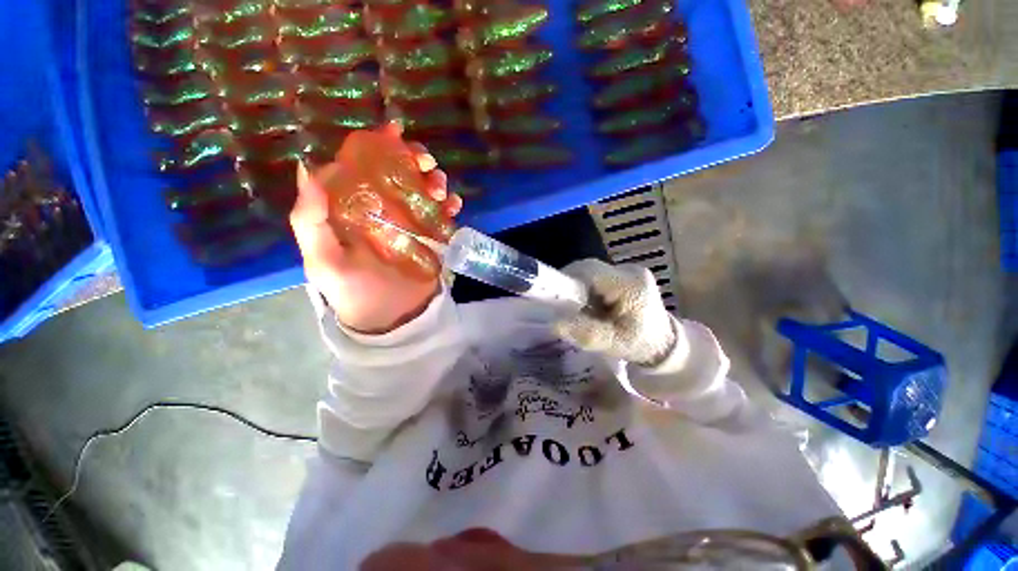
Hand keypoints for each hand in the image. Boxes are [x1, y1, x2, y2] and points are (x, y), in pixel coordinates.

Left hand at [290, 123, 462, 333]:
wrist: (389, 318)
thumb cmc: (352, 291)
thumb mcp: (323, 258)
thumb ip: (310, 219)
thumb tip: (308, 167)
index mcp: (354, 207)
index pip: (363, 166)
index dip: (376, 146)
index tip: (394, 133)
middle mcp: (383, 209)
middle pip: (400, 173)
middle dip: (414, 160)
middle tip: (426, 163)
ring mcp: (410, 223)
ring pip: (424, 190)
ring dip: (435, 181)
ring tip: (440, 190)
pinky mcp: (431, 237)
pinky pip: (442, 214)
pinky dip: (450, 204)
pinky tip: (453, 205)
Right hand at [554, 259, 675, 366]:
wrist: (664, 343)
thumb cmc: (640, 345)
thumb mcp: (614, 344)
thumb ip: (586, 333)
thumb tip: (555, 323)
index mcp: (631, 285)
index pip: (590, 271)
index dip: (568, 279)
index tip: (555, 296)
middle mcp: (630, 271)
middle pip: (588, 268)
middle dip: (570, 283)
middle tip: (561, 302)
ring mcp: (627, 270)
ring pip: (590, 270)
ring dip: (577, 285)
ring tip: (573, 304)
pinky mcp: (623, 274)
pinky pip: (596, 275)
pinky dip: (586, 287)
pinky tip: (586, 302)